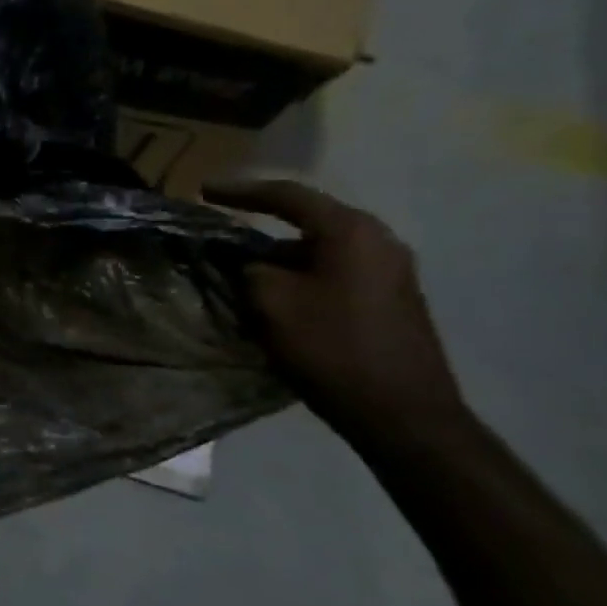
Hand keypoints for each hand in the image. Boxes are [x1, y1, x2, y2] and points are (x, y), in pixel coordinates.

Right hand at [206, 180, 466, 436]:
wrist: (402, 413)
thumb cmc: (332, 347)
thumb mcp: (272, 302)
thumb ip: (251, 269)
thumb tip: (247, 262)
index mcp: (350, 231)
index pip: (286, 196)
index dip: (240, 192)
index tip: (204, 192)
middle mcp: (378, 241)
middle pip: (308, 221)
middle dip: (262, 228)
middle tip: (224, 236)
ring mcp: (391, 271)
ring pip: (321, 250)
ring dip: (282, 258)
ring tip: (244, 274)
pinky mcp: (393, 299)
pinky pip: (336, 272)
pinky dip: (303, 276)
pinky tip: (279, 297)